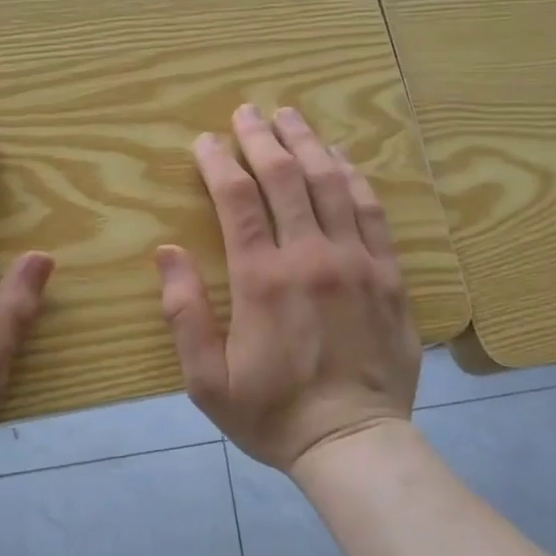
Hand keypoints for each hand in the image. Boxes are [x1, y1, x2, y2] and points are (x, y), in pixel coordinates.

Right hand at [155, 105, 420, 473]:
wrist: (354, 443)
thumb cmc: (273, 414)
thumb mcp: (207, 380)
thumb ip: (183, 313)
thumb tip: (166, 251)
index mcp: (263, 279)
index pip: (237, 200)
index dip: (217, 163)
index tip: (204, 142)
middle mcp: (311, 257)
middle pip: (285, 177)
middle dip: (261, 138)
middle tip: (246, 112)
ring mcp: (357, 261)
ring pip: (330, 183)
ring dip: (307, 143)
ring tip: (290, 116)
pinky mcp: (389, 274)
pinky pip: (372, 210)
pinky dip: (353, 176)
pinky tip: (339, 158)